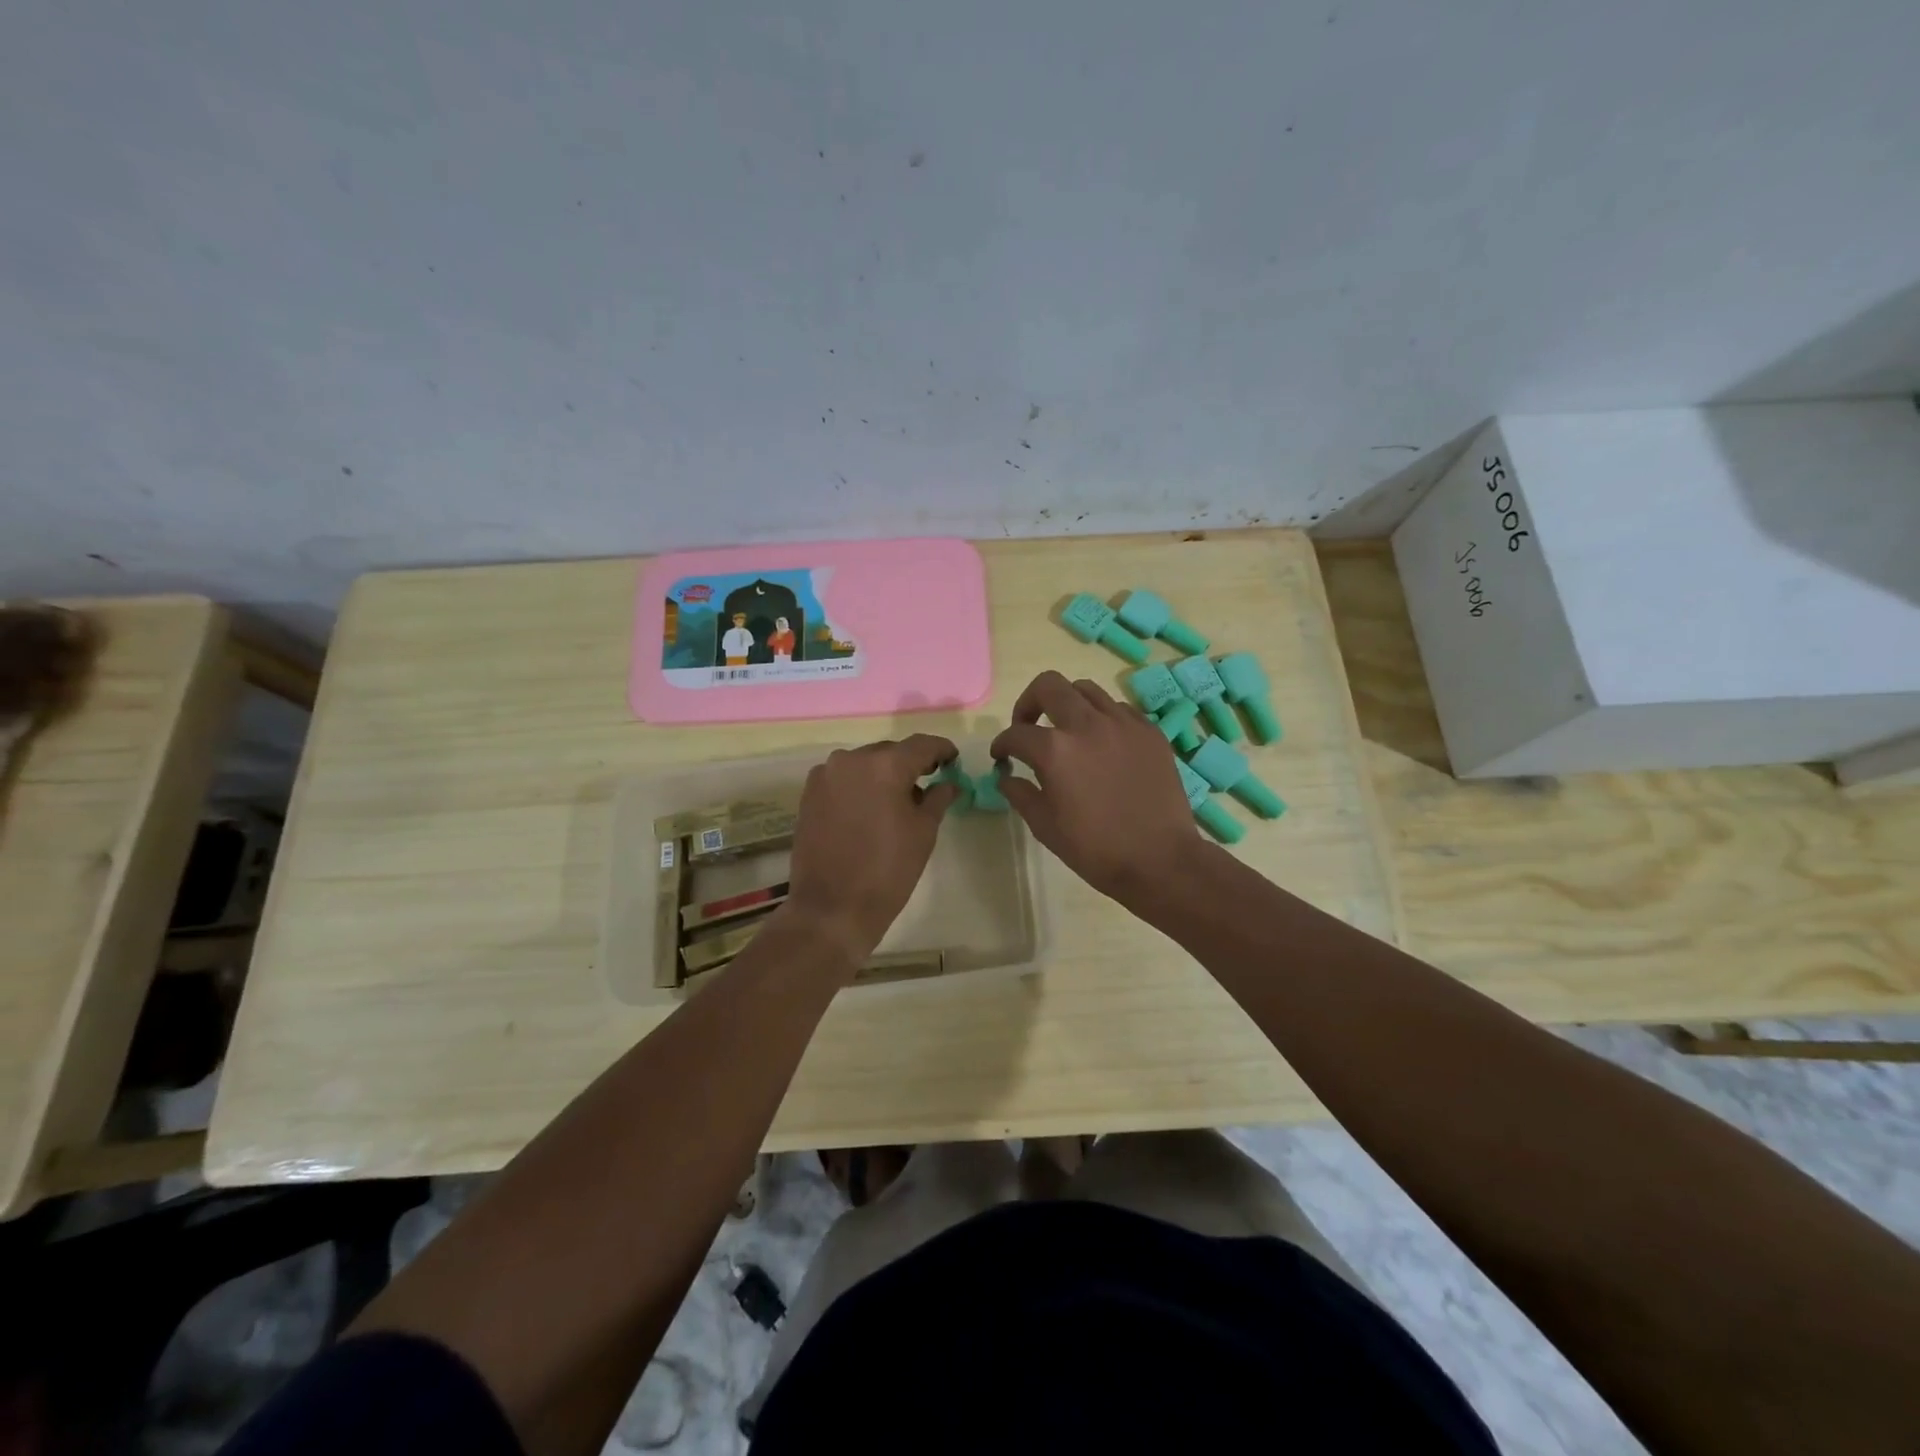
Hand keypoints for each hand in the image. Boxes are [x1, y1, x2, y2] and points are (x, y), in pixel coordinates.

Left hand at [784, 734, 961, 966]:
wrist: (832, 908)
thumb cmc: (888, 870)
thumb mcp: (923, 832)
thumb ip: (938, 798)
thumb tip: (950, 783)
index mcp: (885, 765)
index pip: (921, 745)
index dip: (941, 750)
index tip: (953, 761)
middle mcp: (851, 759)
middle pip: (890, 751)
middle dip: (911, 764)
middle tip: (929, 783)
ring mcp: (826, 775)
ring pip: (864, 764)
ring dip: (883, 774)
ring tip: (897, 800)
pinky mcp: (809, 793)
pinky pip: (843, 778)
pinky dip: (860, 785)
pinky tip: (869, 809)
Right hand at [990, 670, 1197, 904]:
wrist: (1160, 860)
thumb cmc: (1095, 849)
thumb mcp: (1045, 826)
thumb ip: (1020, 793)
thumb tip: (1007, 776)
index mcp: (1055, 750)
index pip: (1016, 734)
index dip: (1002, 745)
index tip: (1002, 757)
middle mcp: (1087, 724)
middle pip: (1048, 686)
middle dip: (1029, 703)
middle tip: (1028, 727)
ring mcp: (1123, 723)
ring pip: (1086, 690)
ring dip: (1067, 704)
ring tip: (1067, 730)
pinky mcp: (1149, 731)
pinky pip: (1118, 708)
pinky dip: (1101, 718)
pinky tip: (1102, 743)